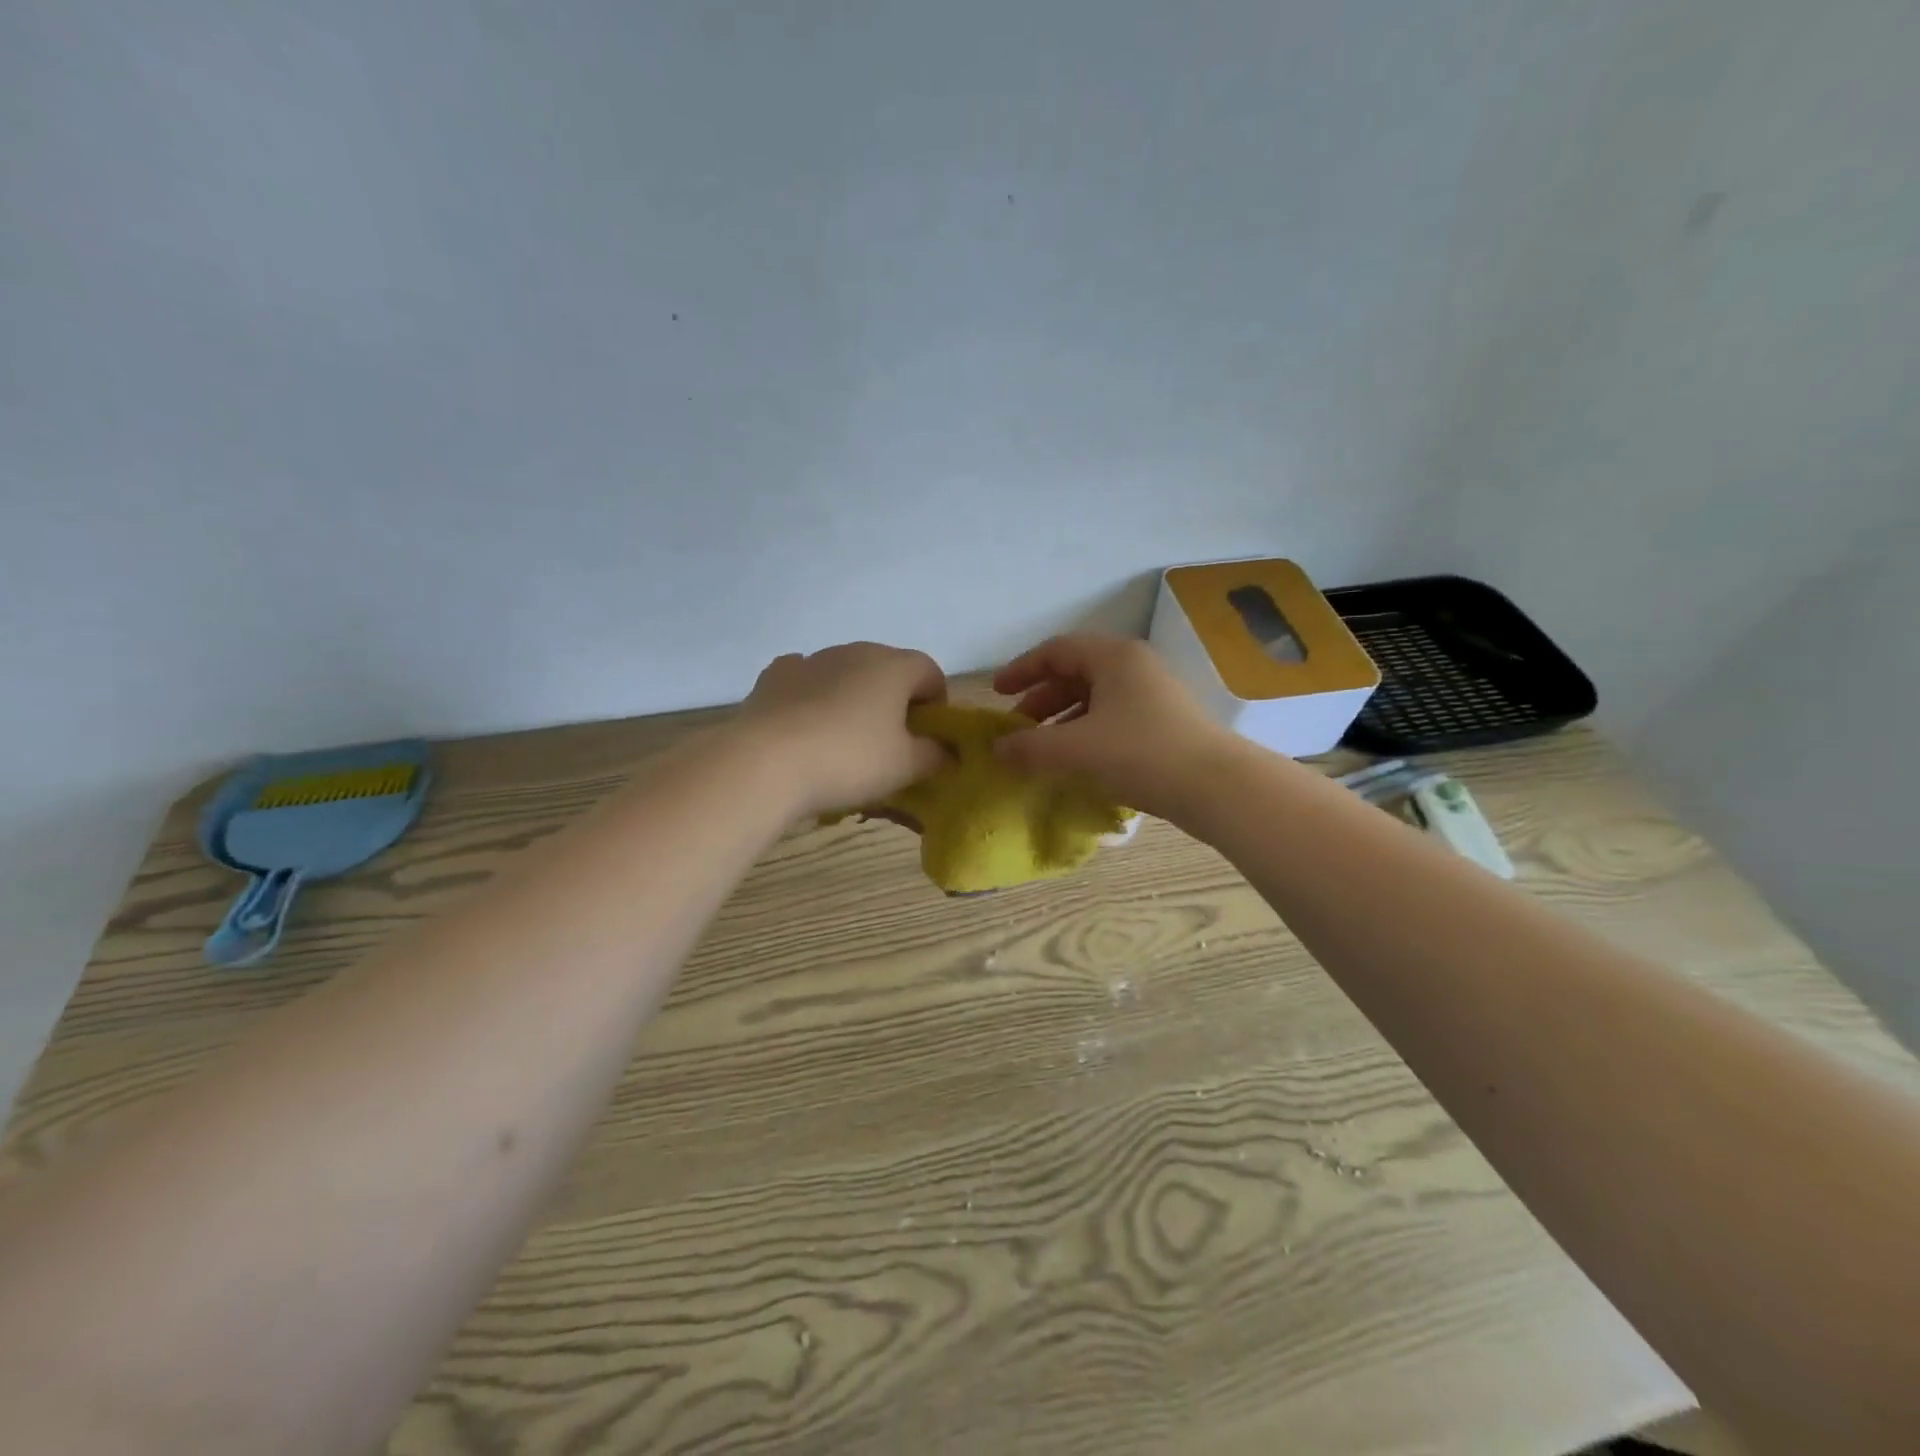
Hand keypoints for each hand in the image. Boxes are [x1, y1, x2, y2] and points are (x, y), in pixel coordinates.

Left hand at [738, 642, 948, 815]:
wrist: (767, 762)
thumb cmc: (850, 760)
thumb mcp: (906, 766)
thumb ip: (936, 754)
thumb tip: (946, 750)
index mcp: (894, 666)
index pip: (931, 673)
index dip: (936, 704)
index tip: (927, 737)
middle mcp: (856, 651)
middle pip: (889, 669)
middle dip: (895, 700)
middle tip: (889, 743)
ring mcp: (812, 659)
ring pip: (846, 672)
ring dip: (854, 697)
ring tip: (844, 739)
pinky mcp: (776, 675)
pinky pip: (806, 678)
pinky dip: (813, 694)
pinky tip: (807, 723)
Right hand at [993, 634, 1234, 818]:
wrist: (1218, 787)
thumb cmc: (1140, 754)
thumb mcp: (1075, 749)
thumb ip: (1029, 747)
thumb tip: (996, 750)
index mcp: (1113, 657)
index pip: (1056, 650)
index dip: (1021, 670)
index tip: (996, 693)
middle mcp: (1134, 667)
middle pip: (1075, 673)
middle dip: (1040, 700)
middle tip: (1017, 728)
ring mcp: (1153, 695)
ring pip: (1094, 699)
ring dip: (1062, 720)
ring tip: (1041, 750)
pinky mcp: (1164, 723)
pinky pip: (1112, 718)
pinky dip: (1086, 734)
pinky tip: (1076, 762)